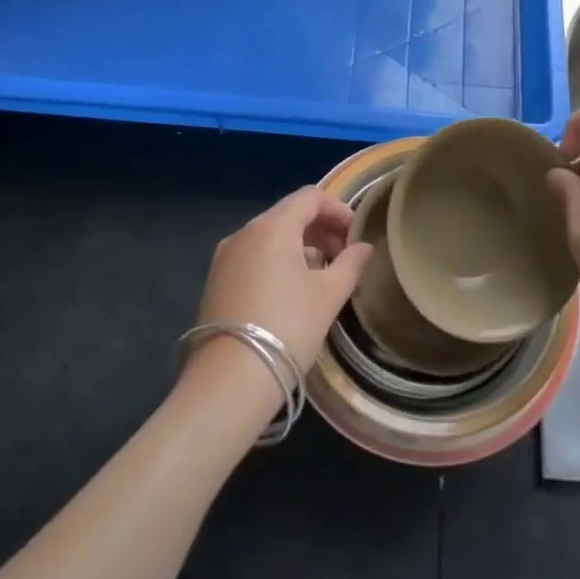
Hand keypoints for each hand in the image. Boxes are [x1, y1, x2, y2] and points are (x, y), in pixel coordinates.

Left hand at [193, 185, 373, 377]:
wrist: (229, 382)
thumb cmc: (287, 328)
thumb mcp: (329, 295)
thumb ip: (350, 264)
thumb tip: (363, 247)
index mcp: (272, 226)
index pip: (310, 197)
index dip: (337, 210)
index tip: (355, 235)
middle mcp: (244, 232)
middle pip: (288, 214)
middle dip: (319, 229)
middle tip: (343, 256)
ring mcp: (225, 257)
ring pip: (269, 236)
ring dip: (299, 246)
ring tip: (320, 276)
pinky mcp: (216, 281)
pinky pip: (253, 257)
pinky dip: (276, 261)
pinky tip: (291, 292)